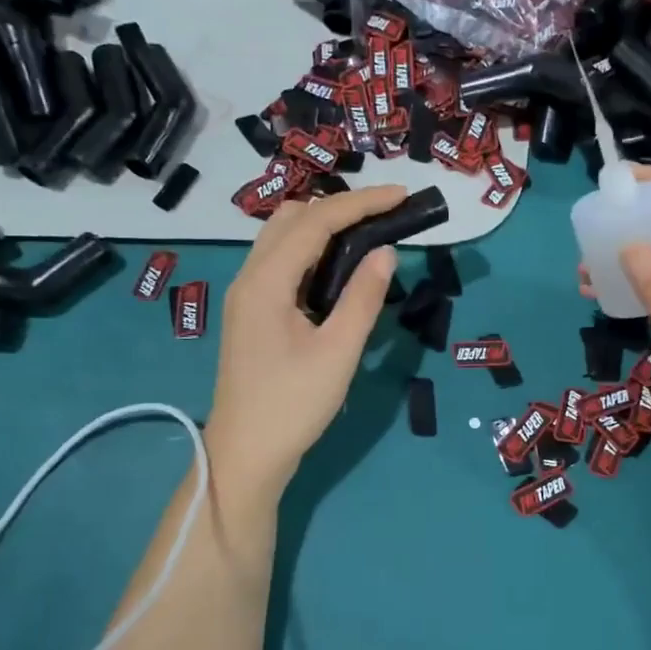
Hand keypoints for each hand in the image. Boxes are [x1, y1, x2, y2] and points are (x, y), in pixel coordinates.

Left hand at [203, 186, 402, 496]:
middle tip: (387, 217)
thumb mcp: (338, 352)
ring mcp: (248, 295)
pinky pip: (284, 263)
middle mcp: (250, 277)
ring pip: (284, 238)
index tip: (402, 195)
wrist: (248, 454)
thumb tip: (387, 252)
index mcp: (266, 282)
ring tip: (370, 236)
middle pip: (292, 218)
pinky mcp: (253, 312)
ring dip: (325, 228)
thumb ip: (362, 297)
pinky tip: (341, 269)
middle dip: (340, 207)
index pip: (315, 222)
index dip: (361, 203)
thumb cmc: (293, 406)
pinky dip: (314, 252)